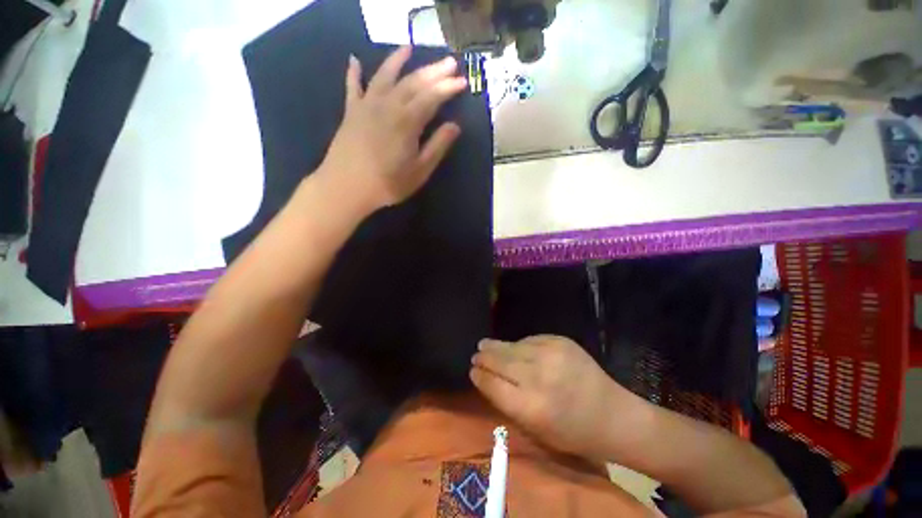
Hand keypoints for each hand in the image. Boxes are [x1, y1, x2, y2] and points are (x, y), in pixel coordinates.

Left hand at [318, 46, 467, 213]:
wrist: (346, 188)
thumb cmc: (388, 184)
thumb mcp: (420, 171)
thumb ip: (437, 146)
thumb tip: (455, 126)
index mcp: (407, 121)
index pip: (432, 97)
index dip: (448, 87)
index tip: (463, 81)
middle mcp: (388, 105)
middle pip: (413, 81)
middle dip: (433, 70)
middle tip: (449, 61)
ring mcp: (367, 105)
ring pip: (385, 75)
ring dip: (397, 59)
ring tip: (409, 48)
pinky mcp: (351, 112)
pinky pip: (353, 86)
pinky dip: (354, 72)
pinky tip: (354, 59)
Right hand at [470, 335, 640, 458]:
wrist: (614, 415)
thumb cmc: (573, 432)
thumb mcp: (536, 430)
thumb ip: (508, 403)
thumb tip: (487, 378)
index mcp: (531, 407)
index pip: (493, 384)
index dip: (479, 375)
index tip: (472, 370)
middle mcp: (539, 376)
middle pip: (500, 360)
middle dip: (484, 356)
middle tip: (476, 353)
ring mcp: (551, 354)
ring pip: (513, 346)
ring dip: (497, 346)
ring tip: (486, 344)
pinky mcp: (561, 341)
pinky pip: (530, 339)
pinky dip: (520, 344)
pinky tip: (516, 347)